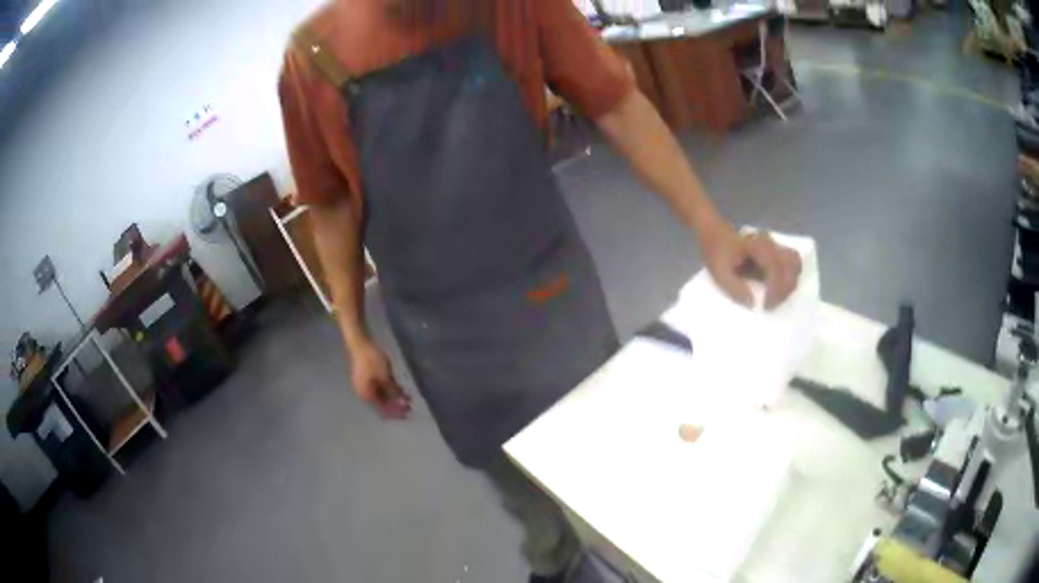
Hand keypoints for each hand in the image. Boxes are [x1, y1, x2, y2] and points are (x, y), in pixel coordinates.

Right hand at [347, 338, 411, 418]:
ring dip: (394, 398)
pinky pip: (379, 388)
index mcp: (367, 396)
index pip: (383, 410)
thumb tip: (403, 404)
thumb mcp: (385, 377)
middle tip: (410, 405)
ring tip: (407, 398)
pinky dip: (390, 390)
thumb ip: (394, 391)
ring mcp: (365, 385)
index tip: (408, 413)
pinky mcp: (367, 378)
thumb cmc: (371, 360)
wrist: (359, 343)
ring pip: (382, 396)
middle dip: (396, 406)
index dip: (396, 413)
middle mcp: (364, 394)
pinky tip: (399, 389)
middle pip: (382, 404)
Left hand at [697, 221, 801, 309]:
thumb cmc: (715, 251)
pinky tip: (777, 290)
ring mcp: (775, 245)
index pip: (776, 267)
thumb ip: (736, 289)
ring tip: (776, 298)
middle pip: (792, 265)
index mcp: (758, 247)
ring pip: (795, 262)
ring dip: (790, 283)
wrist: (713, 232)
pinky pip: (790, 263)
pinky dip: (789, 278)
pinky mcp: (775, 250)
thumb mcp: (719, 273)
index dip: (775, 289)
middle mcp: (771, 243)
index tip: (766, 306)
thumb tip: (753, 304)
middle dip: (786, 289)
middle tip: (771, 305)